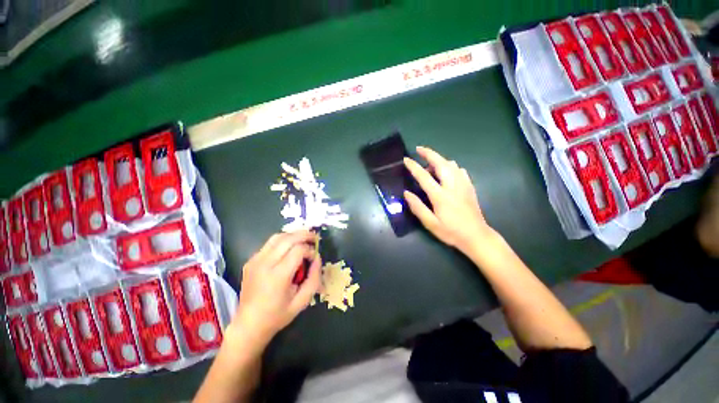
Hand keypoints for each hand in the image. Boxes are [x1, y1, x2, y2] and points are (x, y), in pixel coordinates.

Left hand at [231, 231, 320, 346]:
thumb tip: (317, 258)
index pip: (298, 250)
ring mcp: (255, 261)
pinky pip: (269, 244)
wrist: (248, 325)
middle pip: (288, 238)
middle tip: (314, 238)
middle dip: (304, 235)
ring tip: (303, 239)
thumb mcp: (302, 301)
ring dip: (293, 235)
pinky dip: (282, 241)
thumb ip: (314, 278)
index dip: (310, 250)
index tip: (314, 258)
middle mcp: (265, 264)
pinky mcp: (250, 261)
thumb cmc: (277, 315)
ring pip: (277, 237)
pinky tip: (289, 248)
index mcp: (278, 276)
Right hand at [403, 146, 496, 254]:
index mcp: (440, 196)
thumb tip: (406, 193)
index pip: (424, 176)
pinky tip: (447, 172)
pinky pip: (460, 170)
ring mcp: (463, 185)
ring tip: (430, 165)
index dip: (414, 166)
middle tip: (419, 149)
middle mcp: (452, 186)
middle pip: (441, 163)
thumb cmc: (451, 232)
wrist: (476, 236)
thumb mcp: (430, 223)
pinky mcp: (469, 187)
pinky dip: (451, 167)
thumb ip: (417, 207)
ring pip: (451, 164)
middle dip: (429, 153)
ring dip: (439, 160)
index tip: (406, 159)